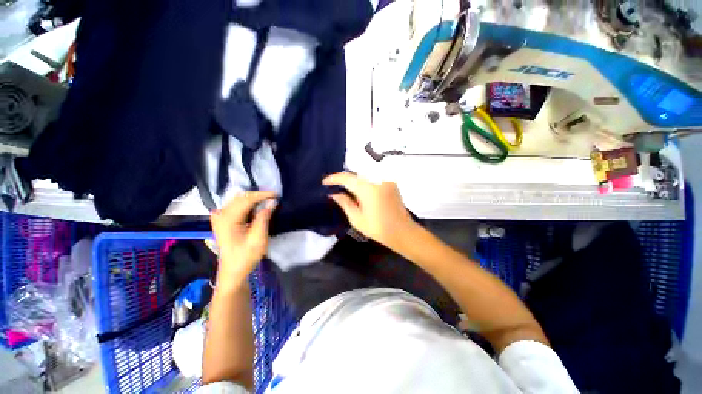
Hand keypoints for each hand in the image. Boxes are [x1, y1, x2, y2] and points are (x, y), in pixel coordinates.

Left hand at [210, 191, 276, 286]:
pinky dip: (248, 204)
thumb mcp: (258, 238)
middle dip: (258, 195)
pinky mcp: (222, 221)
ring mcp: (220, 217)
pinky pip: (235, 206)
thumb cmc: (245, 257)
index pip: (246, 199)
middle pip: (241, 197)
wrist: (232, 272)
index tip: (277, 195)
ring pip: (238, 200)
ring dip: (253, 199)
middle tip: (273, 198)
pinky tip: (256, 208)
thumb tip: (272, 202)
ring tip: (267, 202)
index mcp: (228, 219)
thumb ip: (264, 218)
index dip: (262, 195)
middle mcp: (221, 214)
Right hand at [323, 172, 415, 249]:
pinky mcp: (391, 183)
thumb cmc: (379, 228)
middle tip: (333, 186)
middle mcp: (378, 180)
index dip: (334, 178)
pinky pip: (373, 178)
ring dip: (354, 181)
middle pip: (356, 174)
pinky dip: (364, 182)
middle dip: (344, 179)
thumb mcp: (357, 219)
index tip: (324, 182)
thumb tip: (334, 194)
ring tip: (344, 189)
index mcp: (368, 189)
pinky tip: (359, 190)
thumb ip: (345, 203)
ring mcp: (386, 180)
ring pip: (364, 175)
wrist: (403, 232)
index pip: (347, 178)